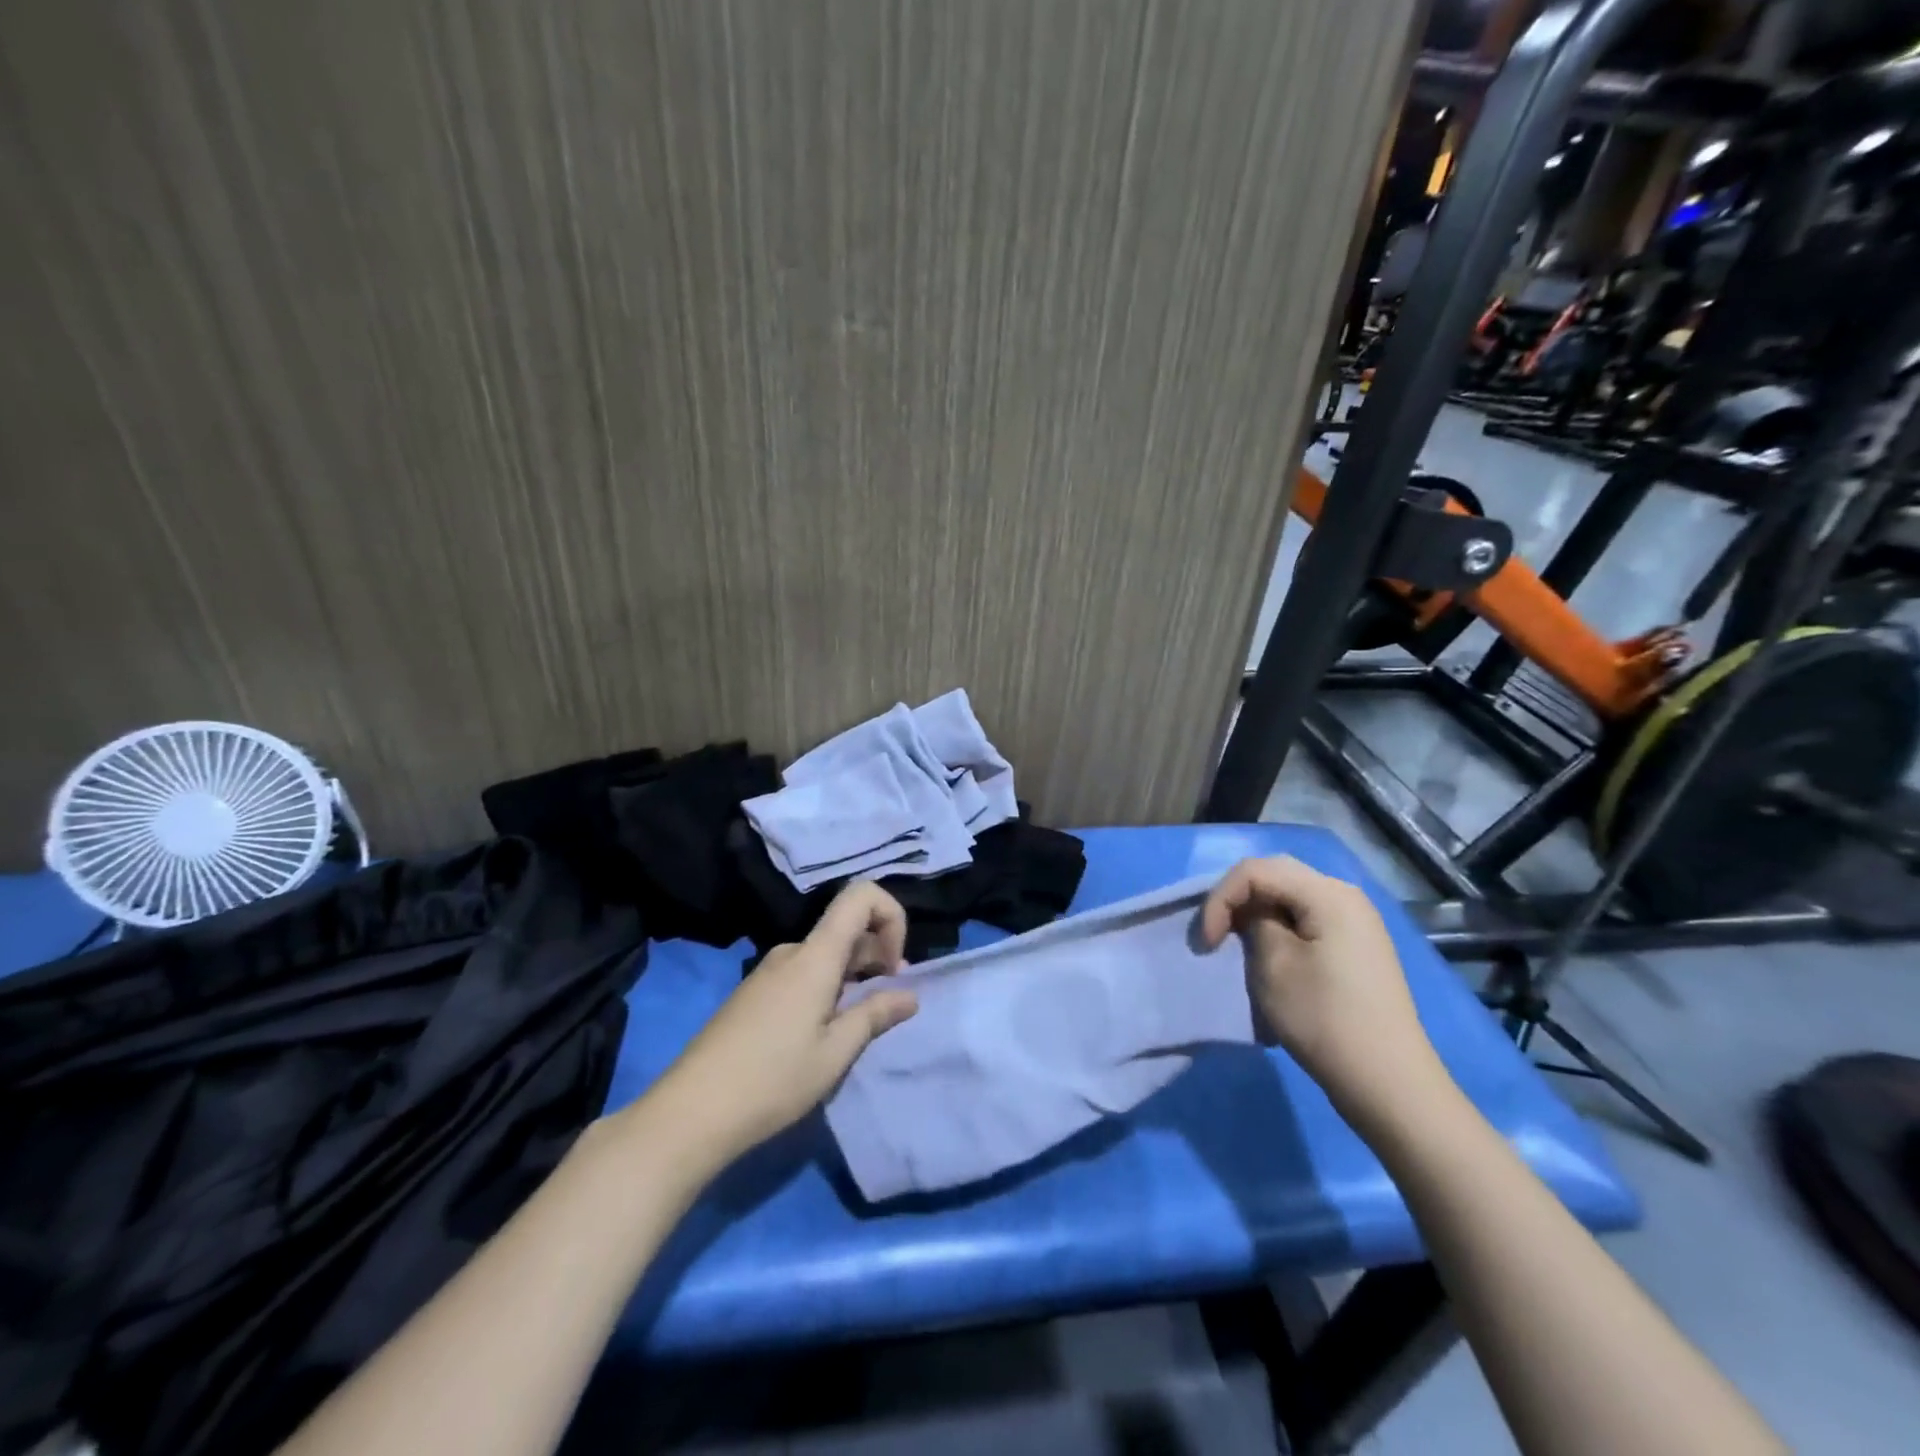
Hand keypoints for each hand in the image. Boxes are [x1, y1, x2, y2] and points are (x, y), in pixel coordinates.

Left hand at [651, 882, 919, 1166]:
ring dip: (852, 977)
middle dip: (876, 956)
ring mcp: (768, 971)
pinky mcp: (753, 993)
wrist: (690, 1112)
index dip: (891, 916)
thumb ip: (875, 1015)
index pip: (860, 896)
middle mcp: (791, 952)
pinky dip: (826, 989)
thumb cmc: (772, 1080)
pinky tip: (821, 1034)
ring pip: (825, 955)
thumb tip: (909, 994)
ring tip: (855, 1027)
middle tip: (887, 1005)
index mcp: (815, 956)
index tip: (894, 966)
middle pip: (845, 928)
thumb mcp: (835, 1053)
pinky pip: (802, 974)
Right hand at [1200, 856, 1449, 1126]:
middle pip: (1276, 875)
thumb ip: (1253, 921)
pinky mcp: (1357, 946)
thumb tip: (1251, 913)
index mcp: (1328, 893)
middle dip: (1237, 899)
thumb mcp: (1273, 964)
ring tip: (1237, 945)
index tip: (1207, 942)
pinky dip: (1279, 928)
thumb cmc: (1324, 1018)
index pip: (1256, 870)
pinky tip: (1270, 956)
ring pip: (1291, 897)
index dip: (1221, 897)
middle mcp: (1346, 896)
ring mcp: (1357, 921)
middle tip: (1217, 935)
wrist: (1388, 1082)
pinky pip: (1308, 918)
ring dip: (1256, 914)